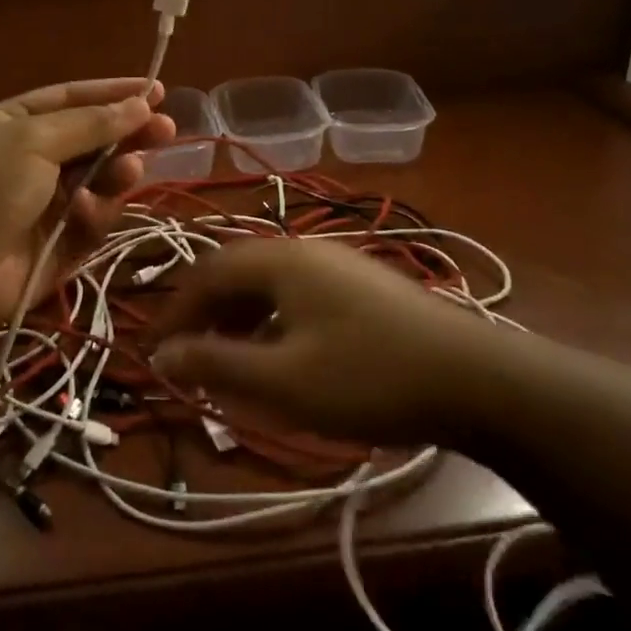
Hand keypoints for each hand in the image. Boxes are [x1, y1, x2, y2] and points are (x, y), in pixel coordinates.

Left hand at [0, 79, 174, 325]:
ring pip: (97, 181)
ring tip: (132, 169)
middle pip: (90, 140)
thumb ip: (91, 123)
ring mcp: (44, 204)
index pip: (70, 99)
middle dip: (127, 133)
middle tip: (167, 129)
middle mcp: (28, 159)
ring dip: (116, 172)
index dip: (112, 94)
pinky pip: (91, 221)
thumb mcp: (34, 139)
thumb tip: (141, 102)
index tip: (156, 89)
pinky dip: (95, 213)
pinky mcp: (59, 244)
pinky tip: (89, 209)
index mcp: (11, 124)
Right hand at [152, 240, 507, 443]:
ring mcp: (337, 265)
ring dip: (237, 320)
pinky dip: (271, 322)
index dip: (174, 312)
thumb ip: (216, 363)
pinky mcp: (362, 286)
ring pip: (267, 285)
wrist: (476, 379)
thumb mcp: (283, 380)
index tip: (154, 351)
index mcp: (278, 260)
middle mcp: (304, 250)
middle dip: (204, 316)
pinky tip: (279, 355)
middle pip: (235, 274)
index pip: (205, 274)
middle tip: (187, 359)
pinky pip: (297, 295)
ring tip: (227, 362)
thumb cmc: (369, 377)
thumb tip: (161, 354)